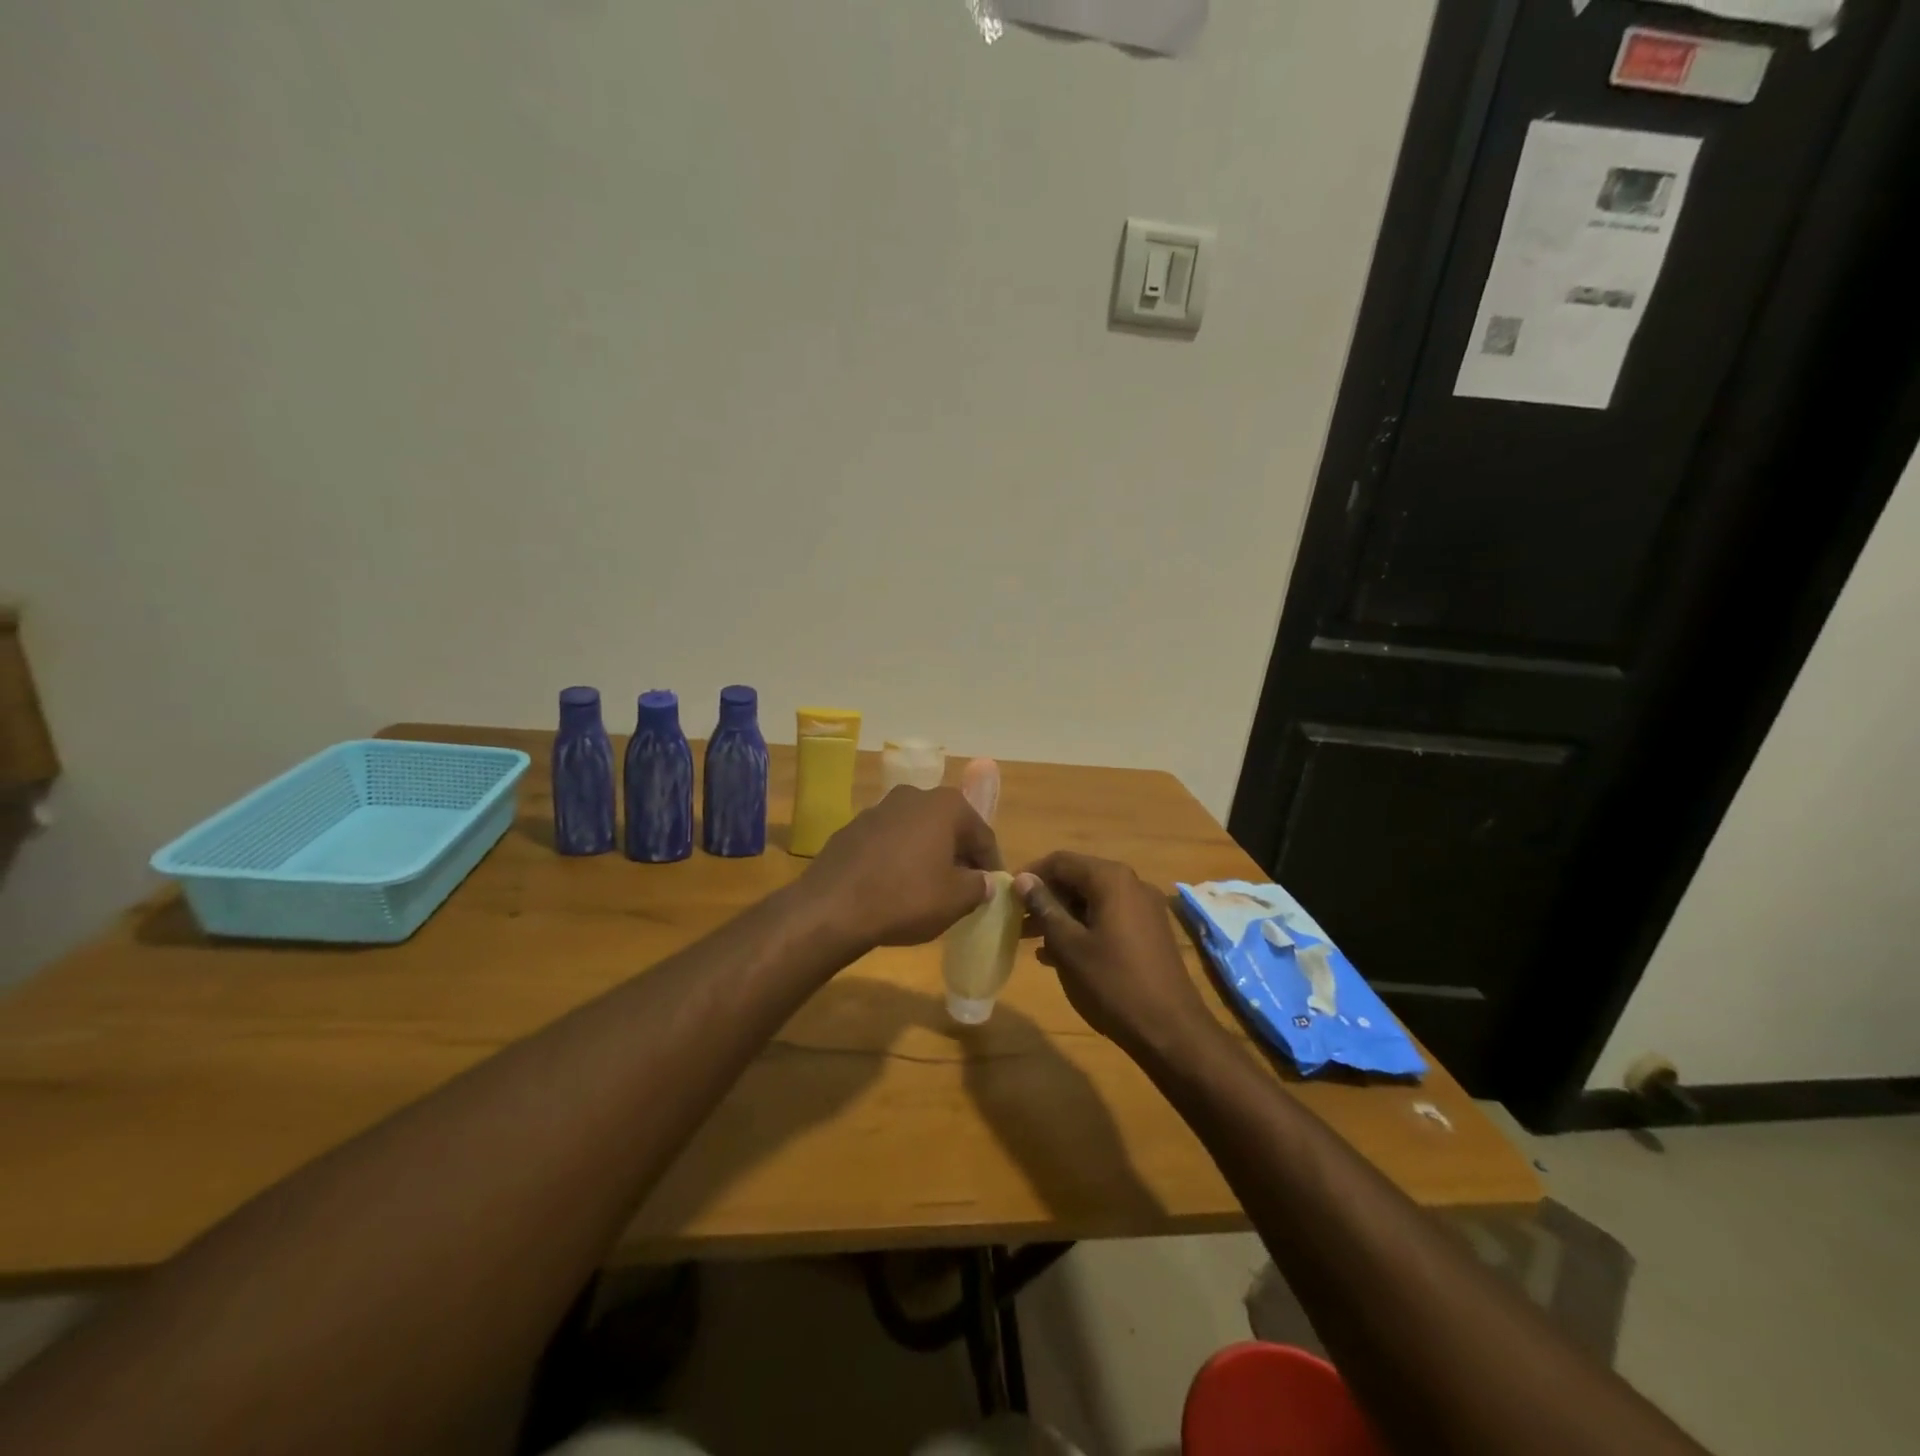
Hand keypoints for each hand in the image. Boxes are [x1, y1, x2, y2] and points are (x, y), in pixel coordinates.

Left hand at [802, 787, 1000, 952]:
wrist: (831, 908)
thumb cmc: (905, 898)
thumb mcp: (956, 900)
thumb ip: (979, 886)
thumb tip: (983, 881)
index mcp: (945, 805)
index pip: (982, 834)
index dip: (991, 864)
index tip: (993, 888)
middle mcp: (913, 795)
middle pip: (948, 827)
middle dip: (959, 856)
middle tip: (964, 888)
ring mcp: (878, 809)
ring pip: (917, 832)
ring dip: (927, 855)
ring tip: (929, 889)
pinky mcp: (852, 828)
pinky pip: (888, 842)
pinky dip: (898, 859)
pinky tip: (895, 887)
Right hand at [1015, 852, 1216, 1060]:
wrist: (1171, 1030)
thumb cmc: (1113, 983)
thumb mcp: (1069, 946)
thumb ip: (1045, 907)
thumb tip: (1023, 879)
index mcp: (1111, 879)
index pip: (1061, 861)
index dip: (1030, 874)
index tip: (1006, 895)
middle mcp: (1131, 884)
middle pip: (1078, 878)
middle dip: (1046, 897)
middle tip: (1016, 919)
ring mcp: (1144, 908)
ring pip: (1092, 900)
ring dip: (1061, 915)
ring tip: (1030, 939)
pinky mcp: (1149, 932)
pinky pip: (1108, 918)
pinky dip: (1083, 928)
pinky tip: (1059, 954)